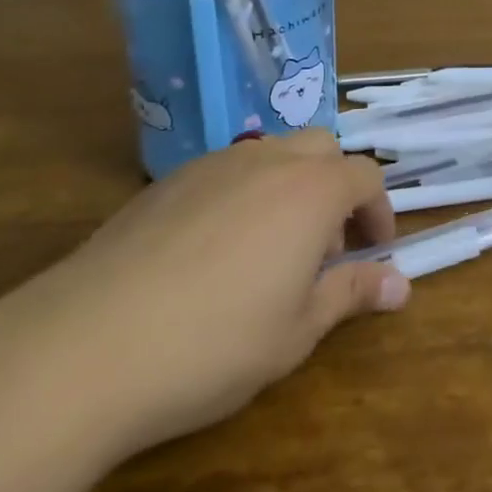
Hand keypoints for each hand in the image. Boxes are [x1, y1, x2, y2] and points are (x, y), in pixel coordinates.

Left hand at [0, 131, 408, 462]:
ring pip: (272, 154)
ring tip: (271, 251)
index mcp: (310, 191)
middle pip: (321, 149)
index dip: (378, 212)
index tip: (373, 252)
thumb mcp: (296, 330)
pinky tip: (215, 252)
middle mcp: (267, 161)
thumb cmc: (213, 342)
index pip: (365, 176)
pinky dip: (243, 194)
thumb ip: (351, 294)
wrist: (89, 342)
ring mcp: (213, 164)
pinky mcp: (168, 181)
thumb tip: (401, 285)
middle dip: (336, 188)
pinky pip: (226, 171)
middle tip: (325, 249)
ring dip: (290, 188)